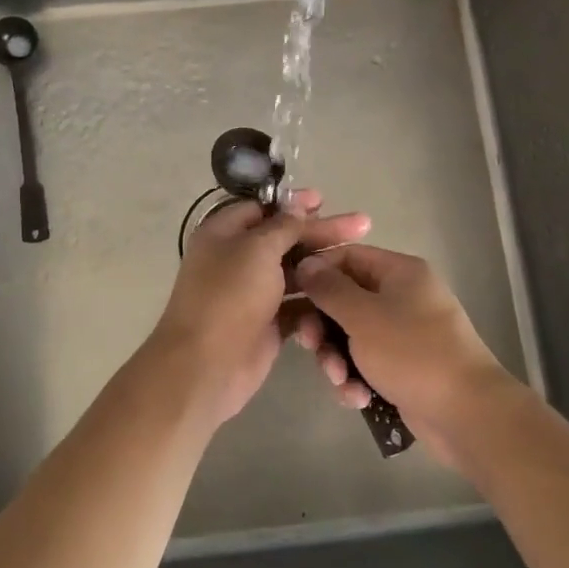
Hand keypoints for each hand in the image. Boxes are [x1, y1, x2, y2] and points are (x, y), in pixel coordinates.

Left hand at [143, 190, 369, 429]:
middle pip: (283, 239)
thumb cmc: (229, 296)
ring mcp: (252, 293)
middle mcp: (236, 259)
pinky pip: (296, 304)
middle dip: (320, 232)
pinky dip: (317, 299)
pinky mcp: (267, 322)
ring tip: (358, 258)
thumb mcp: (257, 249)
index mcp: (224, 234)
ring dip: (322, 265)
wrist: (207, 366)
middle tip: (361, 225)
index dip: (293, 204)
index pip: (262, 209)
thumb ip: (282, 227)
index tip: (325, 200)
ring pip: (294, 271)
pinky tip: (345, 293)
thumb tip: (297, 207)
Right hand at [293, 244, 517, 465]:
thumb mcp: (363, 316)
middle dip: (323, 327)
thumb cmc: (413, 352)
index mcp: (399, 272)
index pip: (347, 256)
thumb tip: (306, 263)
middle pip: (346, 300)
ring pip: (352, 336)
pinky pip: (368, 364)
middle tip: (310, 346)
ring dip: (337, 359)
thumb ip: (329, 288)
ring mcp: (405, 334)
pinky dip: (358, 379)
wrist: (467, 414)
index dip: (316, 272)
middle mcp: (403, 297)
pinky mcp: (405, 368)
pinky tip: (358, 398)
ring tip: (341, 381)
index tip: (290, 294)